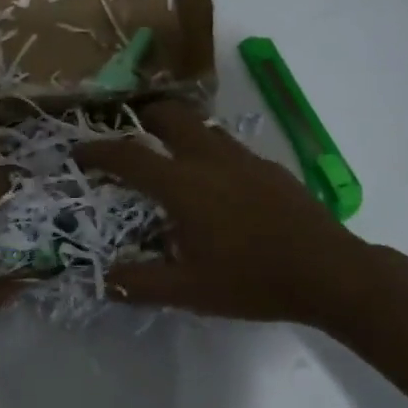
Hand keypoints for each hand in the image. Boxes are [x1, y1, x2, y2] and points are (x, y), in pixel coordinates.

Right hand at [79, 102, 379, 328]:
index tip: (78, 151)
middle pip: (169, 117)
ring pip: (202, 127)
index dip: (98, 151)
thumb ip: (140, 283)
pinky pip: (228, 146)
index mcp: (183, 186)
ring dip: (177, 132)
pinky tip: (215, 184)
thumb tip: (105, 280)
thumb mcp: (188, 291)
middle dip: (142, 119)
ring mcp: (245, 159)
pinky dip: (207, 151)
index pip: (128, 157)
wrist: (329, 273)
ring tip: (168, 156)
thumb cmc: (252, 281)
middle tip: (128, 136)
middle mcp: (210, 160)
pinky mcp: (270, 168)